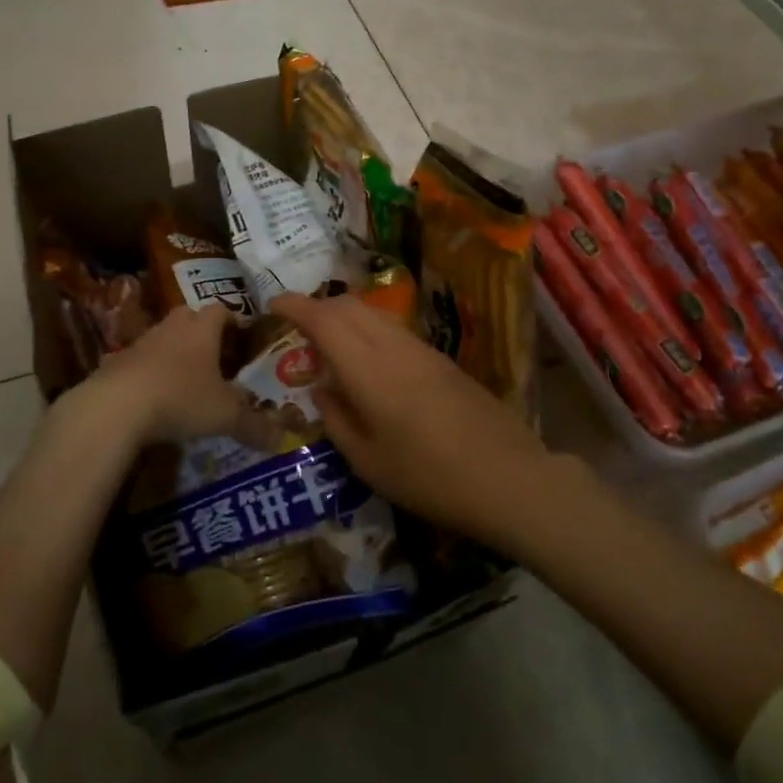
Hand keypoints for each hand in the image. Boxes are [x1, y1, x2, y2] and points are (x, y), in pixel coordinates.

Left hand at [85, 305, 270, 449]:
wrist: (116, 406)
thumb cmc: (181, 398)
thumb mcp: (224, 416)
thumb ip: (254, 426)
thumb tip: (280, 439)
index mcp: (203, 329)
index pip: (221, 310)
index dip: (233, 320)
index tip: (242, 336)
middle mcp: (173, 327)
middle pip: (190, 317)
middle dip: (202, 331)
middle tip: (216, 355)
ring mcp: (142, 341)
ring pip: (163, 337)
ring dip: (174, 351)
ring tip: (185, 378)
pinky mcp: (116, 361)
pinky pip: (139, 360)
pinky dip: (149, 372)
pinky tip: (154, 397)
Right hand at [272, 292, 551, 546]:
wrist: (509, 478)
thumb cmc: (429, 478)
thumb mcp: (368, 463)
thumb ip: (337, 420)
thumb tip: (321, 389)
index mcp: (368, 370)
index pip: (324, 319)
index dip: (295, 306)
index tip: (273, 304)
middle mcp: (393, 347)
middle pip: (349, 305)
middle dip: (318, 306)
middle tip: (298, 327)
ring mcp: (422, 349)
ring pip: (374, 313)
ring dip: (345, 315)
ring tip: (330, 343)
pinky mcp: (442, 359)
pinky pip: (394, 329)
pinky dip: (369, 330)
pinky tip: (369, 362)